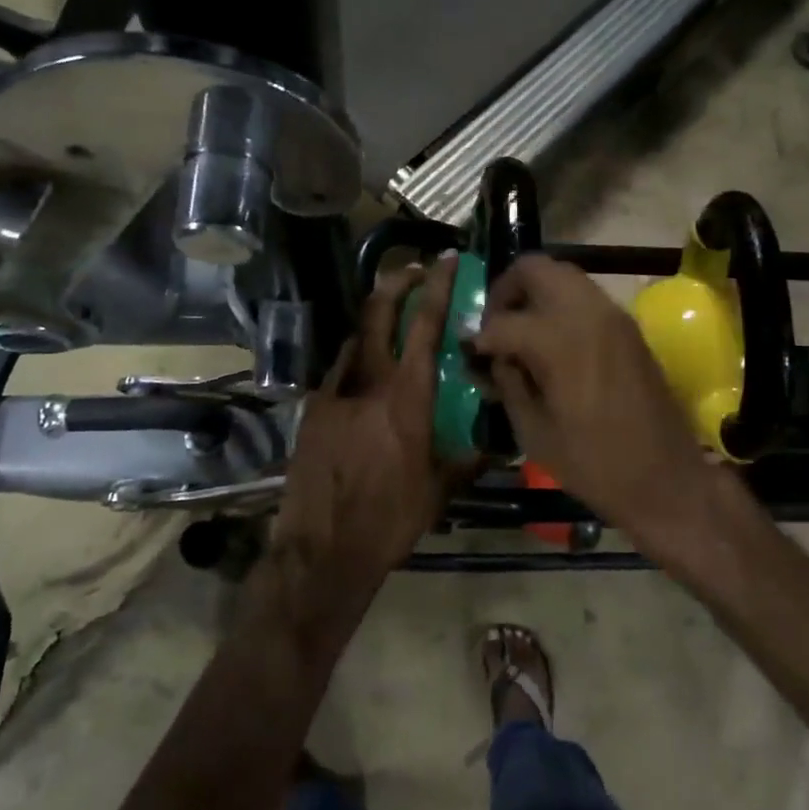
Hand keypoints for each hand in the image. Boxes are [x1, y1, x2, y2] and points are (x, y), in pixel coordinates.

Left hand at [273, 258, 464, 584]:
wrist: (323, 548)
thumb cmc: (390, 519)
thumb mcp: (440, 490)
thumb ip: (468, 459)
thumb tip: (496, 445)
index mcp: (407, 396)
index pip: (424, 325)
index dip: (436, 287)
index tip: (444, 261)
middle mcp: (368, 382)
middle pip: (378, 312)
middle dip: (396, 281)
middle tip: (413, 270)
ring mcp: (335, 392)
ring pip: (355, 338)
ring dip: (375, 320)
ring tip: (392, 321)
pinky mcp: (313, 409)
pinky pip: (339, 370)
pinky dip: (357, 358)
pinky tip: (366, 374)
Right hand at [472, 255, 717, 556]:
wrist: (666, 479)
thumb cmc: (594, 465)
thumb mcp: (534, 431)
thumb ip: (507, 384)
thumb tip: (492, 360)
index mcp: (559, 340)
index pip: (503, 321)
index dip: (479, 337)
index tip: (470, 353)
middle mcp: (587, 313)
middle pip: (536, 269)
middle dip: (507, 290)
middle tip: (495, 325)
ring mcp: (613, 316)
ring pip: (564, 276)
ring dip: (536, 293)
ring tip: (521, 332)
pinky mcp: (629, 327)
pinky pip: (586, 296)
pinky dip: (561, 304)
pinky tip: (551, 342)